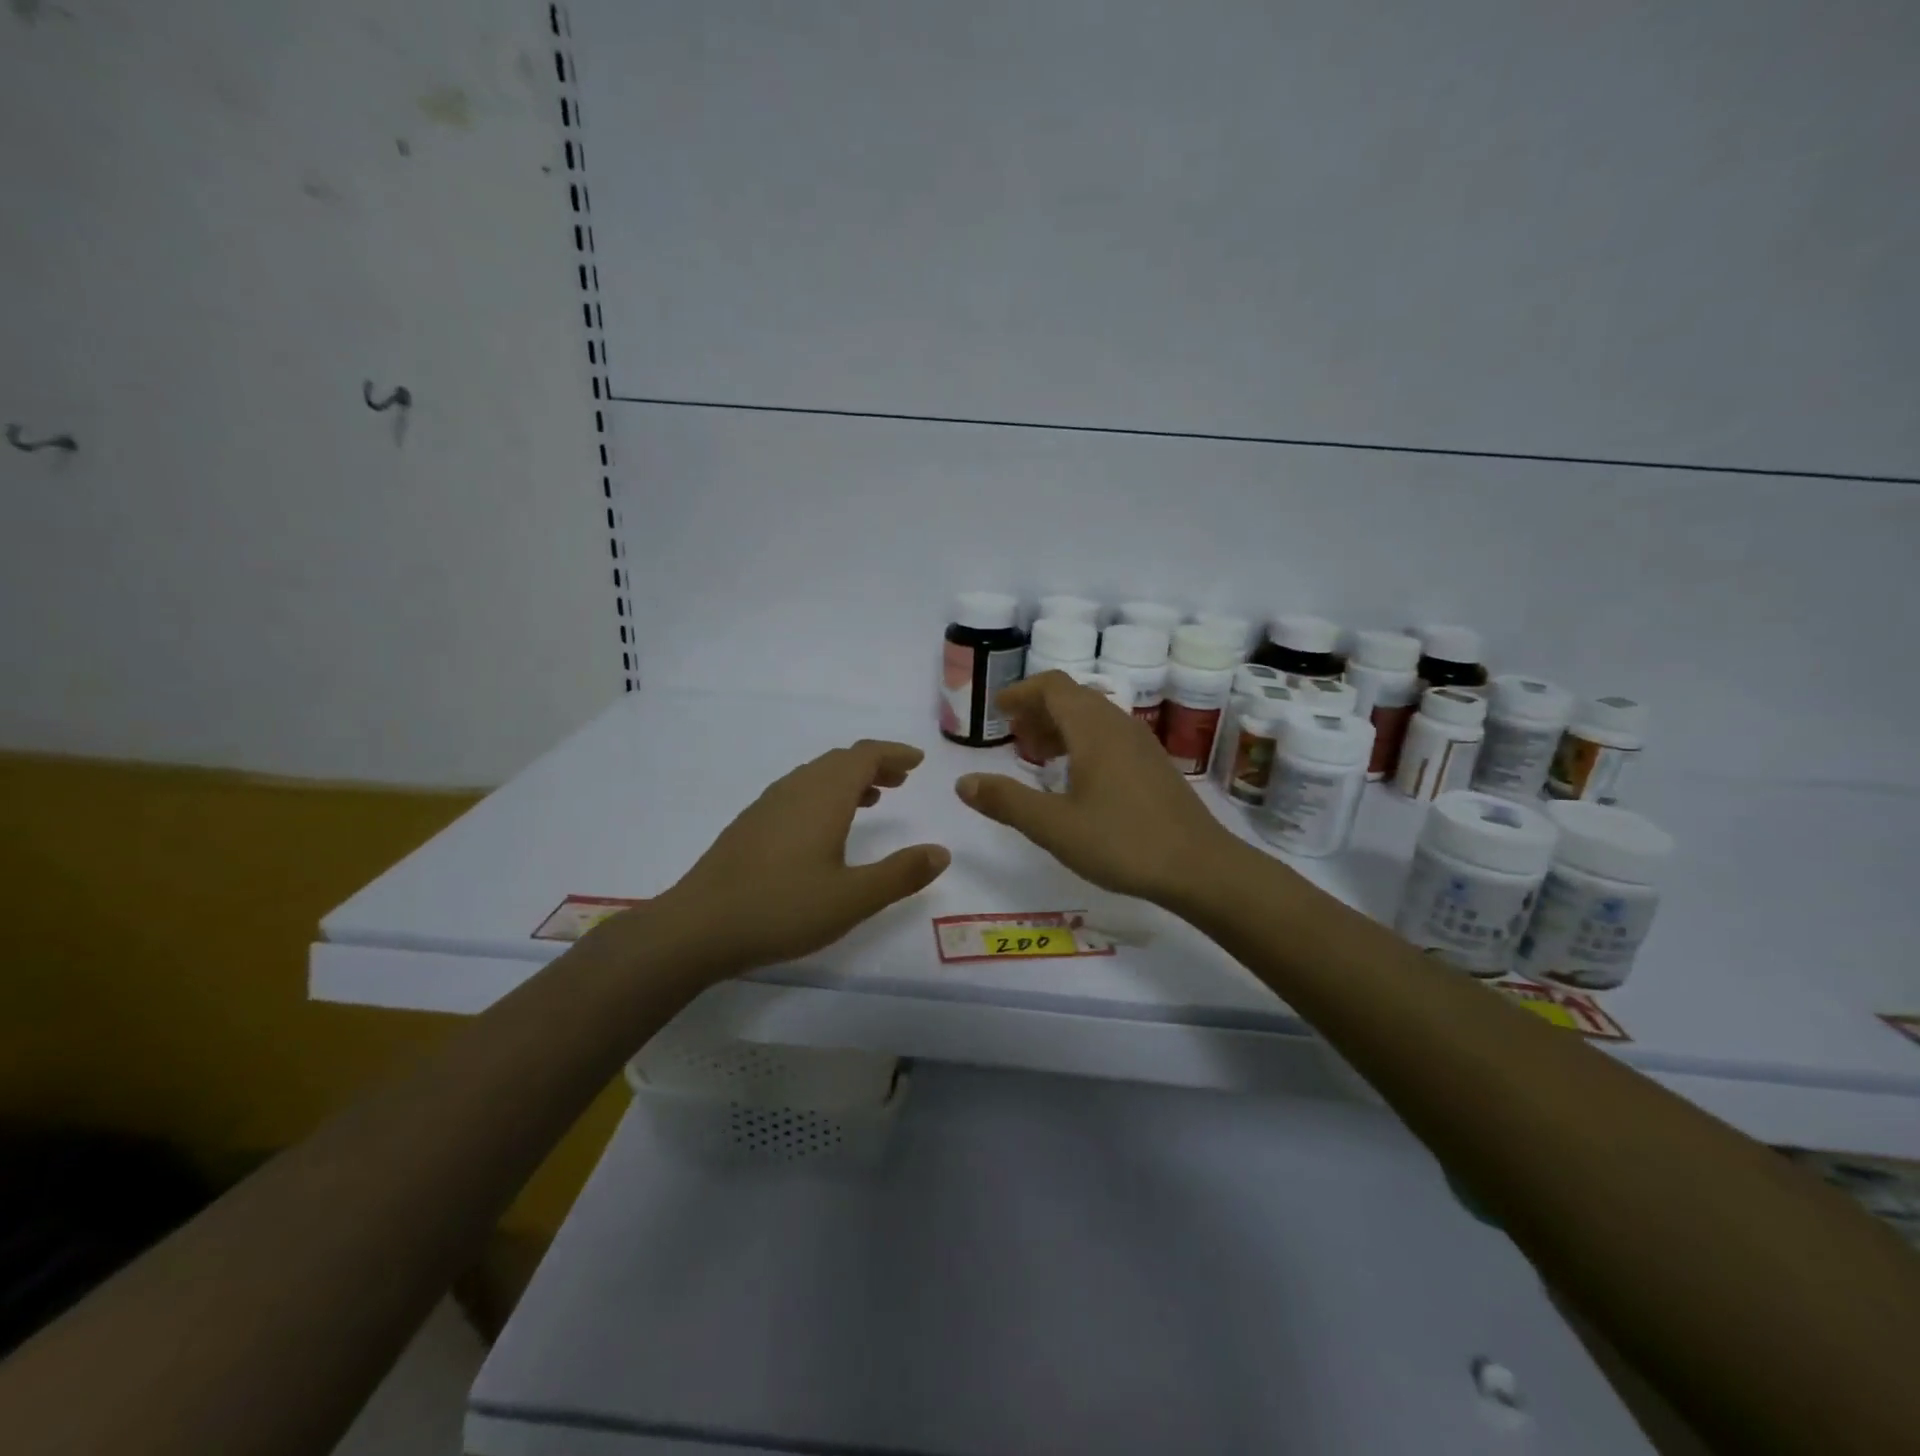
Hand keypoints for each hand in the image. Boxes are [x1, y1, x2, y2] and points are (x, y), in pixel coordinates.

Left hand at [650, 739, 949, 975]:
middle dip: (874, 765)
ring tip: (872, 798)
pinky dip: (824, 794)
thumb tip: (941, 852)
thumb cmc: (782, 909)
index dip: (893, 753)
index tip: (917, 761)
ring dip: (848, 779)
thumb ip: (901, 874)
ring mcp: (767, 805)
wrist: (697, 927)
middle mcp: (795, 789)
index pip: (864, 756)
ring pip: (816, 775)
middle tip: (901, 780)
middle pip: (840, 761)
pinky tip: (824, 827)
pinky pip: (797, 791)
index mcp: (823, 796)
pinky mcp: (750, 824)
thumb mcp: (853, 898)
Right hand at [954, 671, 1241, 906]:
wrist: (1200, 868)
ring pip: (1093, 717)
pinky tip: (1076, 778)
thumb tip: (963, 782)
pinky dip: (1083, 742)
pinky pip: (1110, 736)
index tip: (997, 710)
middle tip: (1012, 735)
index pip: (1052, 686)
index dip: (1021, 692)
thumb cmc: (1123, 842)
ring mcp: (1142, 745)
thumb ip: (1006, 802)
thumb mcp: (1054, 826)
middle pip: (1073, 698)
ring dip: (1061, 726)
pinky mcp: (1154, 766)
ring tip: (1037, 756)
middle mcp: (1119, 725)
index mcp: (1093, 729)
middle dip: (1038, 710)